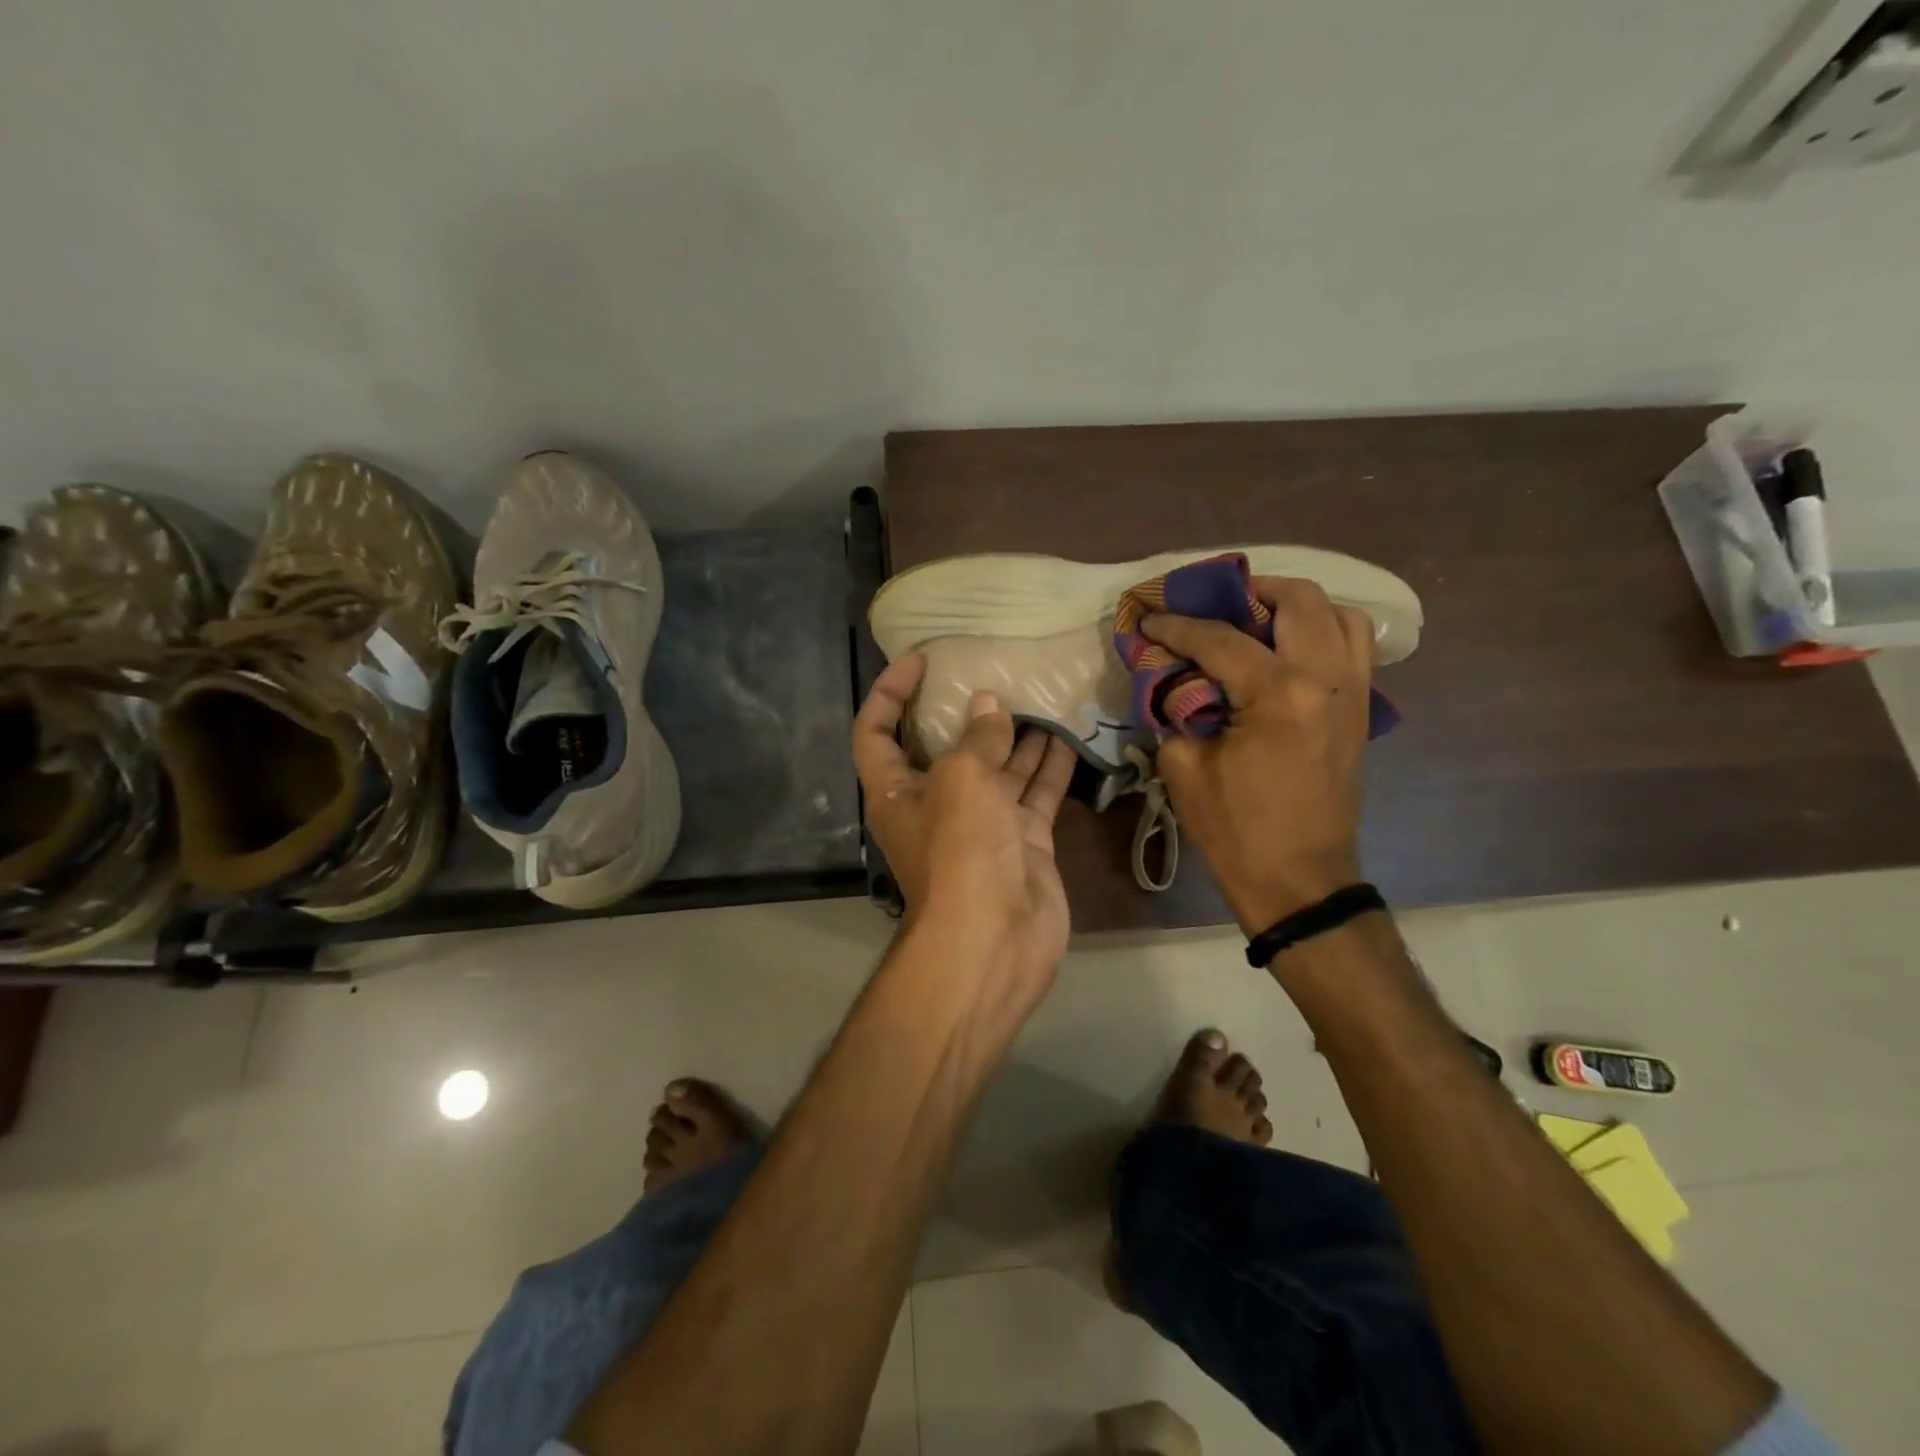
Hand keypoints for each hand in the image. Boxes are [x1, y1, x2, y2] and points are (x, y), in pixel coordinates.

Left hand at [852, 653, 1077, 1012]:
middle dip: (967, 712)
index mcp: (896, 790)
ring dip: (1017, 735)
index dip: (890, 692)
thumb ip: (978, 738)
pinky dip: (1049, 767)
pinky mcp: (1022, 842)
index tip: (920, 660)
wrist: (995, 938)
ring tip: (1040, 694)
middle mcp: (935, 804)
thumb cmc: (960, 848)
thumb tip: (988, 704)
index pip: (876, 731)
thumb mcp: (962, 779)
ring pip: (999, 768)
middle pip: (946, 748)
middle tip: (995, 672)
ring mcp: (982, 825)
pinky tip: (1069, 733)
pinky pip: (1034, 794)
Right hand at [1143, 577, 1374, 934]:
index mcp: (1279, 694)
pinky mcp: (1361, 711)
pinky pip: (1354, 647)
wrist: (1299, 880)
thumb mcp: (1183, 768)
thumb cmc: (1236, 830)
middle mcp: (1326, 679)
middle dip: (1248, 591)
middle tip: (1212, 603)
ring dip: (1295, 605)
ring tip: (1256, 618)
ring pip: (1340, 614)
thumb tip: (1170, 679)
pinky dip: (1324, 631)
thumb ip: (1174, 709)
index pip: (1220, 639)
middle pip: (1298, 601)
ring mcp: (1353, 693)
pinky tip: (1290, 648)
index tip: (1149, 618)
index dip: (1177, 626)